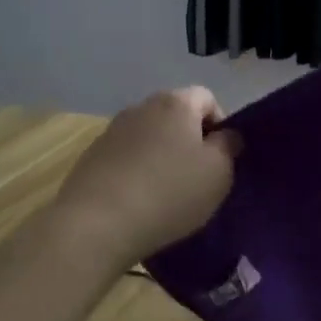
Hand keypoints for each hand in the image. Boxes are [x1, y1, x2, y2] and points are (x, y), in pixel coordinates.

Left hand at [51, 87, 239, 270]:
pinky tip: (138, 200)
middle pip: (176, 115)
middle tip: (197, 177)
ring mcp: (112, 130)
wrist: (98, 223)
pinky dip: (137, 170)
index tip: (221, 158)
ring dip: (161, 155)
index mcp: (176, 103)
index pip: (207, 98)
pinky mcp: (92, 155)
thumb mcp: (218, 173)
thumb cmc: (169, 193)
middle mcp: (142, 106)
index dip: (220, 124)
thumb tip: (225, 134)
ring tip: (166, 192)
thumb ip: (228, 146)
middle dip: (190, 140)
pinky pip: (126, 156)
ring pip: (150, 136)